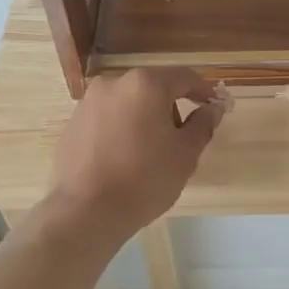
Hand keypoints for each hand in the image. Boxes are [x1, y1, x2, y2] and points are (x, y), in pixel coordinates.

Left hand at [45, 67, 222, 238]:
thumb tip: (213, 108)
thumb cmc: (144, 179)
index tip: (214, 106)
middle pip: (154, 87)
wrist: (86, 211)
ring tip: (152, 151)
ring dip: (146, 117)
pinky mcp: (74, 122)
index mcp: (145, 84)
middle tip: (183, 137)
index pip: (184, 77)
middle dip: (172, 106)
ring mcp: (89, 102)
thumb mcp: (185, 154)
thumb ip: (203, 124)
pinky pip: (108, 117)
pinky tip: (126, 157)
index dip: (203, 90)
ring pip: (129, 101)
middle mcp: (114, 83)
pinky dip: (123, 128)